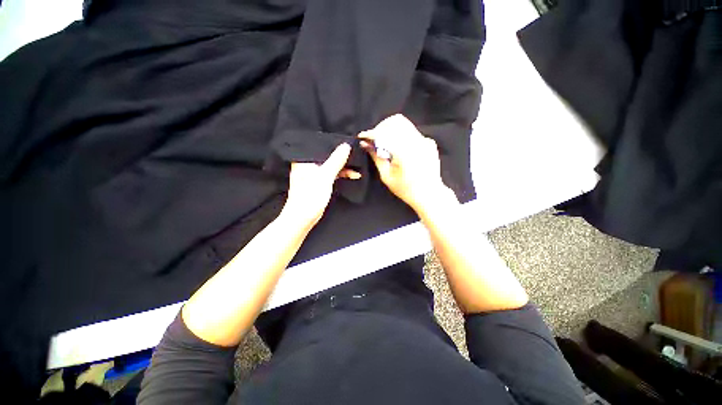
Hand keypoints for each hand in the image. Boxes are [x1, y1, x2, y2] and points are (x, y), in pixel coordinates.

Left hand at [282, 143, 359, 228]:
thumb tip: (346, 145)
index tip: (349, 141)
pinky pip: (332, 173)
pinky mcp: (319, 182)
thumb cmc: (310, 196)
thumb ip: (336, 161)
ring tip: (358, 166)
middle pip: (327, 155)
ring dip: (344, 166)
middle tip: (356, 152)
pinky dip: (342, 174)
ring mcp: (314, 173)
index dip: (335, 143)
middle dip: (341, 155)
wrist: (303, 218)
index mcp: (305, 159)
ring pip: (331, 165)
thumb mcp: (325, 176)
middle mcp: (308, 164)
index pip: (321, 145)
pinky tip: (353, 175)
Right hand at [359, 114, 455, 213]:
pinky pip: (412, 132)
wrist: (429, 194)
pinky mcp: (430, 142)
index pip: (384, 133)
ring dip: (391, 130)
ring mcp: (425, 140)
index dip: (371, 133)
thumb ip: (376, 157)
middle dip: (381, 128)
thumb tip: (365, 144)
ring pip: (405, 124)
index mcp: (404, 152)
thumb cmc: (406, 189)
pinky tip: (399, 149)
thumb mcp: (387, 176)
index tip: (362, 137)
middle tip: (374, 139)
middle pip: (396, 121)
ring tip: (385, 143)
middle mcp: (416, 141)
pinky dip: (402, 136)